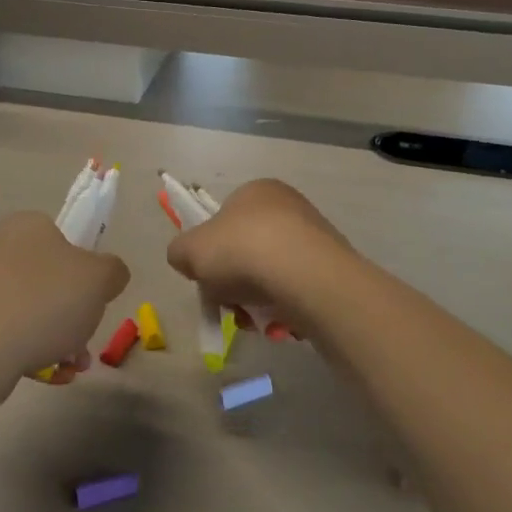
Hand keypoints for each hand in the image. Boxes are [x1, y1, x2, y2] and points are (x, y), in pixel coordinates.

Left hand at [0, 212, 129, 387]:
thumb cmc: (44, 304)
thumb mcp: (100, 280)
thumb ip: (113, 270)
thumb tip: (106, 275)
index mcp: (28, 225)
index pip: (68, 240)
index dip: (87, 273)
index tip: (94, 302)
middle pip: (51, 279)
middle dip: (73, 315)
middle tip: (84, 344)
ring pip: (30, 309)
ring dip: (56, 337)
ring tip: (67, 368)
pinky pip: (6, 330)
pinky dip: (27, 349)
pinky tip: (43, 375)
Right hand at [166, 180, 352, 337]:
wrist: (303, 276)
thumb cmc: (241, 250)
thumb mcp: (190, 250)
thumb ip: (180, 252)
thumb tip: (187, 260)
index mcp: (255, 191)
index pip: (224, 219)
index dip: (210, 249)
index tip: (206, 276)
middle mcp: (288, 206)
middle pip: (247, 250)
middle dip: (233, 281)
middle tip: (227, 303)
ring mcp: (314, 236)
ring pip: (271, 274)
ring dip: (255, 299)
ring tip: (252, 318)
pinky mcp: (331, 267)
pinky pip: (296, 290)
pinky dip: (283, 306)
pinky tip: (277, 321)